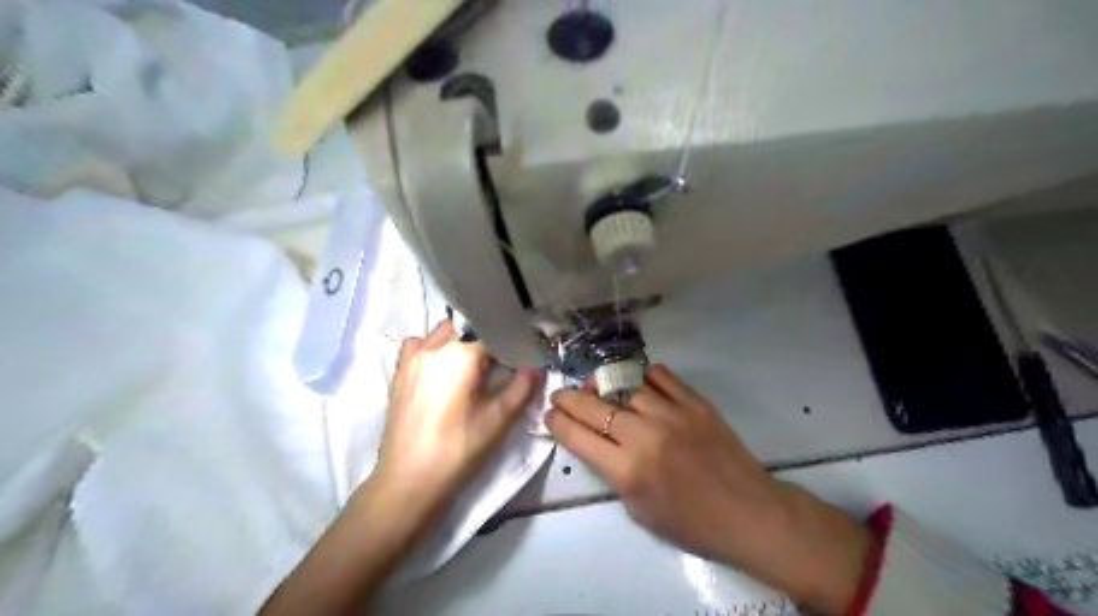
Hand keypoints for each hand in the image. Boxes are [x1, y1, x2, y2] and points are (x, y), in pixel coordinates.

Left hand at [368, 322, 537, 534]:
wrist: (409, 481)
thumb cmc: (458, 449)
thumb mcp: (499, 419)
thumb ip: (522, 388)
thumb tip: (537, 368)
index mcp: (459, 354)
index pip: (493, 333)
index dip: (511, 342)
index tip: (523, 355)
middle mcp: (433, 347)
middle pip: (467, 328)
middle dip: (486, 339)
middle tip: (500, 364)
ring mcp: (411, 359)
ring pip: (441, 333)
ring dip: (459, 341)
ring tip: (471, 367)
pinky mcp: (398, 373)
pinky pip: (418, 346)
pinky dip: (432, 349)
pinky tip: (441, 371)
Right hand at [544, 365, 871, 615]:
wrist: (748, 512)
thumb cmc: (691, 523)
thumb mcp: (639, 510)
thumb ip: (613, 473)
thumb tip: (596, 442)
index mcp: (628, 470)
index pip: (579, 437)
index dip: (558, 423)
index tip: (549, 415)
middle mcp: (645, 435)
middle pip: (594, 406)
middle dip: (569, 398)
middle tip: (560, 395)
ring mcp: (672, 414)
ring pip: (625, 386)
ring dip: (604, 386)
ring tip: (597, 388)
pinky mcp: (695, 402)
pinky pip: (661, 376)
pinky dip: (643, 376)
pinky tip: (638, 383)